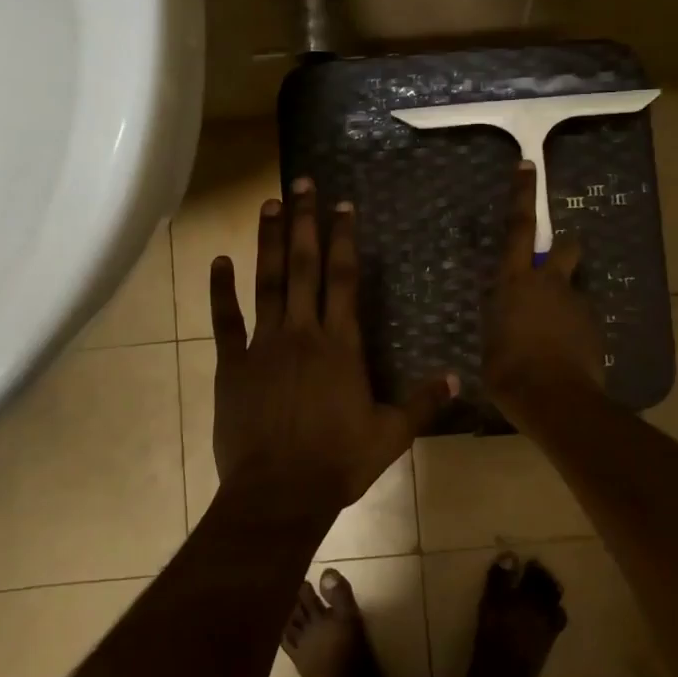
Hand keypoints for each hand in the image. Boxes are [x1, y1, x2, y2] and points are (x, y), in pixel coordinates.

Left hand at [209, 178, 455, 523]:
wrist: (279, 493)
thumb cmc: (337, 463)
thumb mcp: (391, 435)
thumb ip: (423, 402)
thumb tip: (458, 379)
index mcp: (340, 345)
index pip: (344, 279)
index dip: (343, 239)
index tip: (341, 206)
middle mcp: (302, 333)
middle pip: (304, 266)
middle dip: (304, 222)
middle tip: (300, 183)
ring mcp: (263, 346)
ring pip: (267, 282)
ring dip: (268, 242)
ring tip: (268, 205)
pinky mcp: (232, 365)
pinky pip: (225, 321)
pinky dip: (221, 290)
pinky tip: (219, 261)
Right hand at [483, 161, 603, 421]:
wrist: (555, 399)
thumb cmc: (508, 372)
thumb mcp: (492, 344)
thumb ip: (502, 323)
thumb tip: (508, 324)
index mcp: (514, 282)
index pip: (518, 228)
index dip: (522, 195)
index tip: (528, 166)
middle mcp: (549, 283)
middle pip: (565, 248)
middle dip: (564, 249)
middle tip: (556, 264)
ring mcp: (576, 303)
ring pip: (574, 288)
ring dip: (565, 302)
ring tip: (554, 338)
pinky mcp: (594, 326)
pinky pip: (581, 319)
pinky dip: (574, 330)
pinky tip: (565, 356)